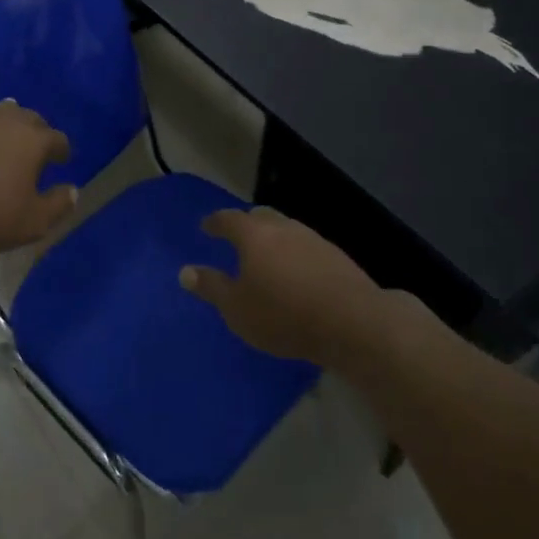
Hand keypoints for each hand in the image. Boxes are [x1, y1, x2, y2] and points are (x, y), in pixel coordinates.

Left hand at [0, 101, 77, 254]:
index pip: (57, 138)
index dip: (62, 151)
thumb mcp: (33, 221)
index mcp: (33, 139)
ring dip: (10, 126)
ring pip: (1, 115)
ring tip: (9, 143)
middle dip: (38, 132)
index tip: (63, 161)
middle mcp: (7, 121)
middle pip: (30, 118)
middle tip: (38, 151)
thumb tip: (72, 191)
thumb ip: (58, 205)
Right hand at [180, 207, 391, 365]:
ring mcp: (314, 239)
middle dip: (246, 224)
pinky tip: (296, 274)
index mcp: (254, 235)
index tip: (206, 227)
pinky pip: (306, 247)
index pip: (228, 219)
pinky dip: (294, 254)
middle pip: (261, 216)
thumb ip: (211, 287)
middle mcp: (283, 228)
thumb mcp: (237, 309)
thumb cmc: (283, 315)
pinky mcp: (337, 257)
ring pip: (286, 230)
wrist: (352, 322)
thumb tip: (185, 271)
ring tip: (267, 258)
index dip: (215, 222)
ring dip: (273, 239)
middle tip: (237, 238)